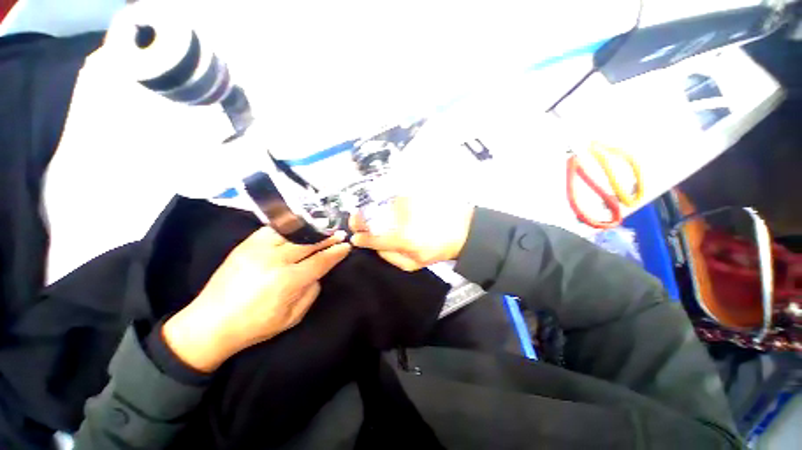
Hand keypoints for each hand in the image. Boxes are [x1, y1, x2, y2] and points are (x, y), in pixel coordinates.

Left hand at [163, 228, 350, 371]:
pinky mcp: (245, 245)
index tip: (346, 246)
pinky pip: (273, 230)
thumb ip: (311, 292)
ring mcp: (258, 249)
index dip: (336, 253)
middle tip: (339, 234)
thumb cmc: (255, 326)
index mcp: (287, 281)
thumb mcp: (292, 318)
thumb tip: (318, 273)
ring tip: (323, 229)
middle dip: (328, 238)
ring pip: (293, 233)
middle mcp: (274, 260)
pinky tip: (298, 228)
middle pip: (309, 243)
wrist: (210, 323)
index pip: (320, 261)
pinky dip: (290, 227)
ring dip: (311, 230)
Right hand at [350, 196, 474, 271]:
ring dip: (370, 211)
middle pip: (370, 216)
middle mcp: (400, 218)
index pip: (372, 238)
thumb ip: (390, 257)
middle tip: (355, 222)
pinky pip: (391, 197)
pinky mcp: (411, 194)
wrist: (461, 229)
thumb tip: (374, 246)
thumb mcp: (414, 264)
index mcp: (402, 239)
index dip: (361, 239)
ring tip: (371, 215)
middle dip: (358, 220)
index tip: (356, 238)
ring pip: (378, 205)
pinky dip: (385, 203)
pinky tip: (388, 208)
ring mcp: (406, 203)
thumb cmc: (437, 250)